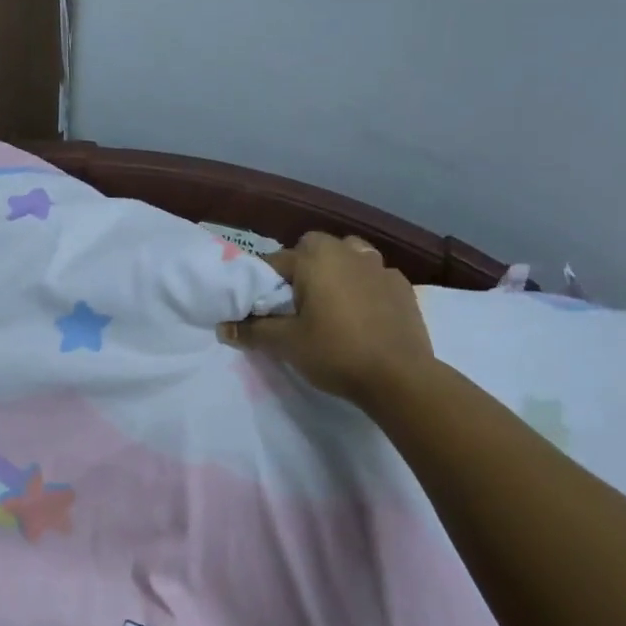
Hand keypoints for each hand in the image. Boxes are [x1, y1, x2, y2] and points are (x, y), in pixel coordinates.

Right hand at [220, 232, 435, 406]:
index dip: (263, 283)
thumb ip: (253, 331)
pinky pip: (374, 276)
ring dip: (336, 270)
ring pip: (348, 255)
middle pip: (313, 248)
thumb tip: (223, 327)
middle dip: (301, 267)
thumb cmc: (335, 353)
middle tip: (296, 303)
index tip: (261, 307)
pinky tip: (363, 313)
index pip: (275, 261)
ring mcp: (380, 266)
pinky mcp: (403, 286)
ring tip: (331, 302)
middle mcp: (347, 252)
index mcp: (315, 258)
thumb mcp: (286, 344)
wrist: (400, 377)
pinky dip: (364, 286)